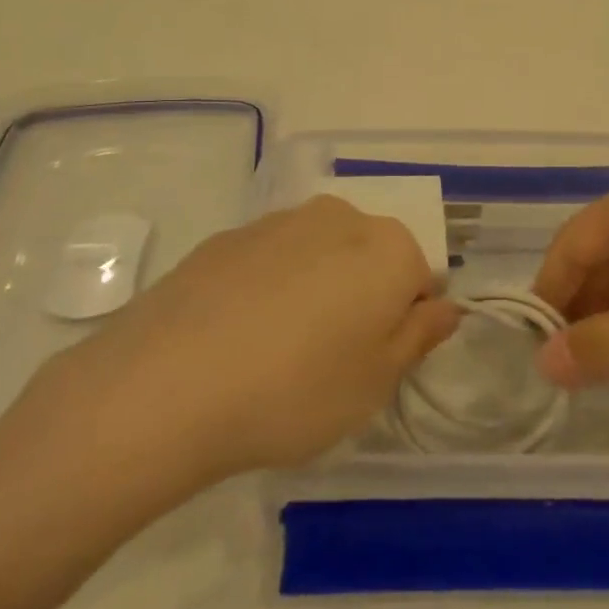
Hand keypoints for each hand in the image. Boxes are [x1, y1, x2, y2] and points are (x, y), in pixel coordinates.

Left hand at [35, 197, 458, 487]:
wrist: (165, 386)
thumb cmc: (295, 391)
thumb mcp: (376, 382)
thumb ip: (419, 336)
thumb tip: (443, 306)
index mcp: (387, 248)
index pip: (421, 279)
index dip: (404, 325)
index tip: (373, 365)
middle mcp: (338, 218)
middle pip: (370, 258)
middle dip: (362, 299)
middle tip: (329, 361)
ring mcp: (277, 222)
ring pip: (319, 255)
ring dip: (315, 290)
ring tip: (277, 352)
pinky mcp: (226, 237)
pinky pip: (269, 261)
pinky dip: (267, 289)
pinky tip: (236, 337)